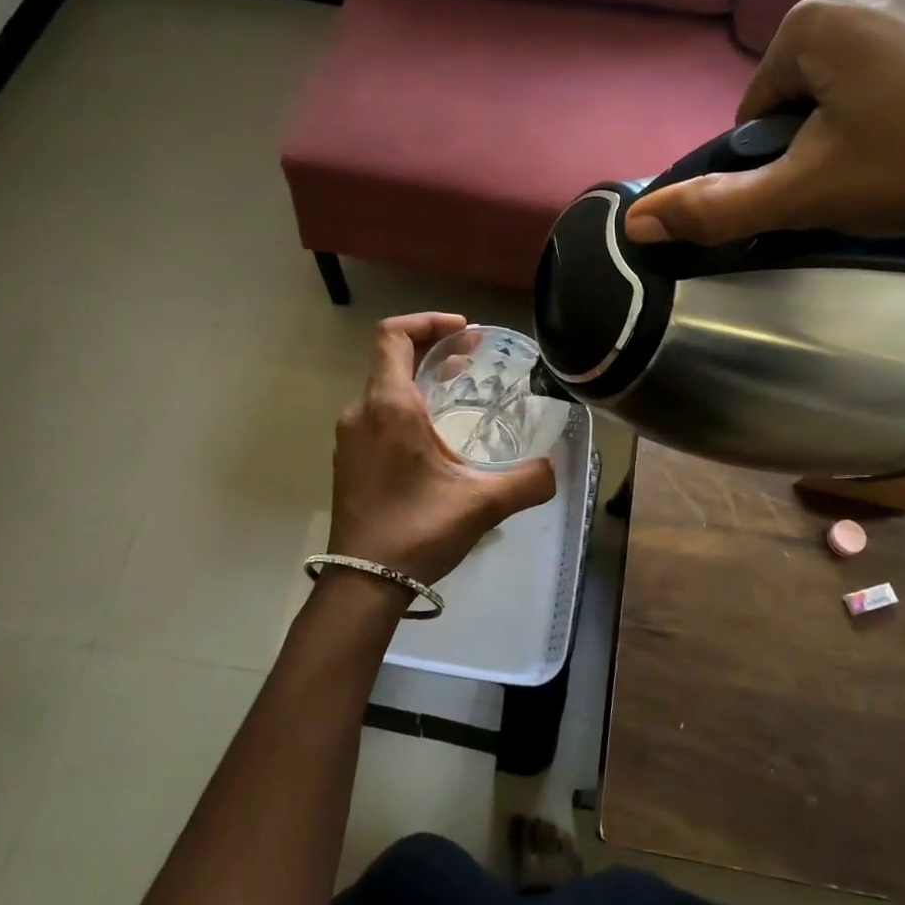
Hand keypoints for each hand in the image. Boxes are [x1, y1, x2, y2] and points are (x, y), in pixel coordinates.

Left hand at [328, 313, 556, 587]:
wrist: (362, 584)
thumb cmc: (418, 531)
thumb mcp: (482, 504)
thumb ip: (527, 481)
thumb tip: (555, 469)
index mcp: (390, 406)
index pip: (393, 335)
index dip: (428, 321)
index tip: (465, 331)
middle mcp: (362, 412)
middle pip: (391, 358)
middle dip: (432, 348)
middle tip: (472, 356)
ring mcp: (350, 437)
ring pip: (384, 388)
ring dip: (420, 379)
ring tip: (458, 388)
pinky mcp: (348, 460)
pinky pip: (377, 414)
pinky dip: (406, 406)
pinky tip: (434, 434)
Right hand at [624, 0, 904, 244]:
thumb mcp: (807, 194)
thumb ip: (718, 207)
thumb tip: (635, 223)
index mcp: (815, 17)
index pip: (754, 108)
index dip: (774, 159)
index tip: (818, 185)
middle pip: (796, 91)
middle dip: (810, 138)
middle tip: (856, 177)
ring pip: (841, 81)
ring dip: (847, 124)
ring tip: (890, 161)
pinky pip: (887, 69)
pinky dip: (887, 105)